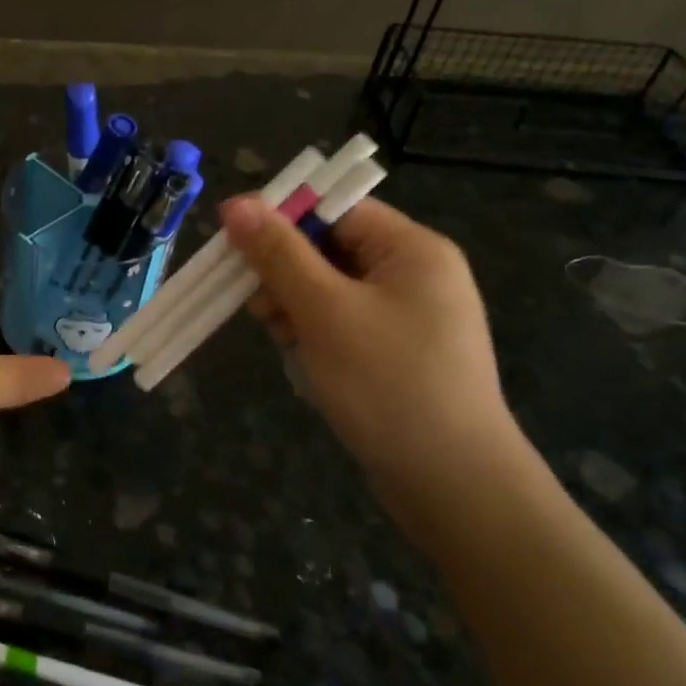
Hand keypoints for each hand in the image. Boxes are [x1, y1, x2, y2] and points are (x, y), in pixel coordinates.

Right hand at [222, 195, 527, 536]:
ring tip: (283, 339)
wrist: (450, 482)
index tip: (235, 245)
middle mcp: (415, 274)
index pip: (336, 209)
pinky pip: (342, 323)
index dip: (283, 220)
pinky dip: (314, 333)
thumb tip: (236, 203)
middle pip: (329, 248)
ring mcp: (408, 316)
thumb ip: (279, 254)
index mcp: (411, 249)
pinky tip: (301, 358)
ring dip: (295, 306)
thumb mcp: (324, 311)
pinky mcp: (397, 352)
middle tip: (260, 307)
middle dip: (286, 273)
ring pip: (329, 289)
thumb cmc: (387, 382)